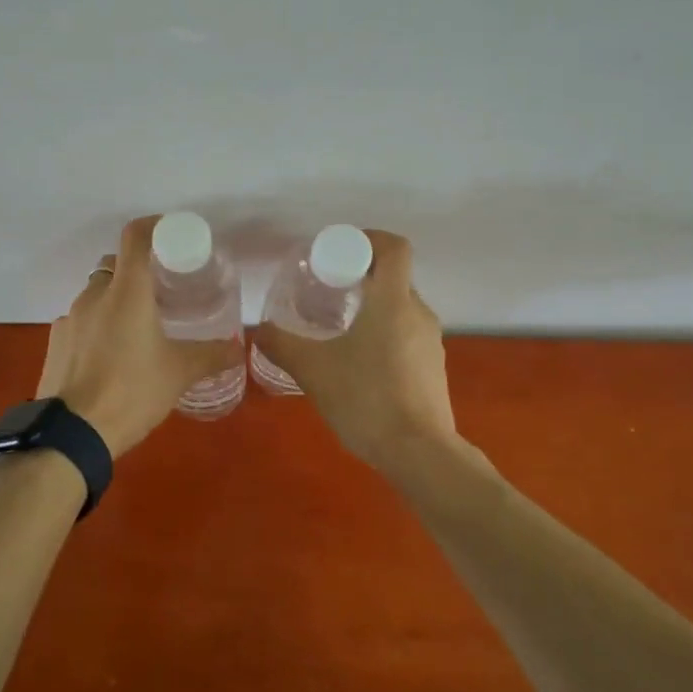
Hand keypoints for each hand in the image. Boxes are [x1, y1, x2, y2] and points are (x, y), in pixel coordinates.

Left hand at [36, 216, 242, 458]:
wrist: (71, 435)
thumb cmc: (132, 392)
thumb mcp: (179, 374)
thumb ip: (212, 356)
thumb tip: (239, 348)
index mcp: (127, 292)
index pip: (135, 237)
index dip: (154, 226)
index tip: (172, 235)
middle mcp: (94, 295)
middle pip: (115, 265)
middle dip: (137, 272)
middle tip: (161, 293)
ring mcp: (69, 318)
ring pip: (96, 295)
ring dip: (116, 302)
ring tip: (137, 331)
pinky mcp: (55, 342)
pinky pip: (80, 322)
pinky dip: (97, 327)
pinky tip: (109, 357)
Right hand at [252, 231, 457, 469]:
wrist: (419, 453)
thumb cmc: (366, 399)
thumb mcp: (313, 370)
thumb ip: (283, 345)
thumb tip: (260, 331)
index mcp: (394, 302)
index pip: (394, 247)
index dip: (368, 238)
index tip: (339, 251)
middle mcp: (418, 314)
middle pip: (394, 278)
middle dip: (361, 277)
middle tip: (327, 290)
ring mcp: (431, 343)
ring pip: (400, 309)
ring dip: (371, 308)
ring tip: (338, 329)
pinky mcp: (433, 369)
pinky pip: (406, 336)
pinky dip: (383, 335)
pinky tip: (358, 365)